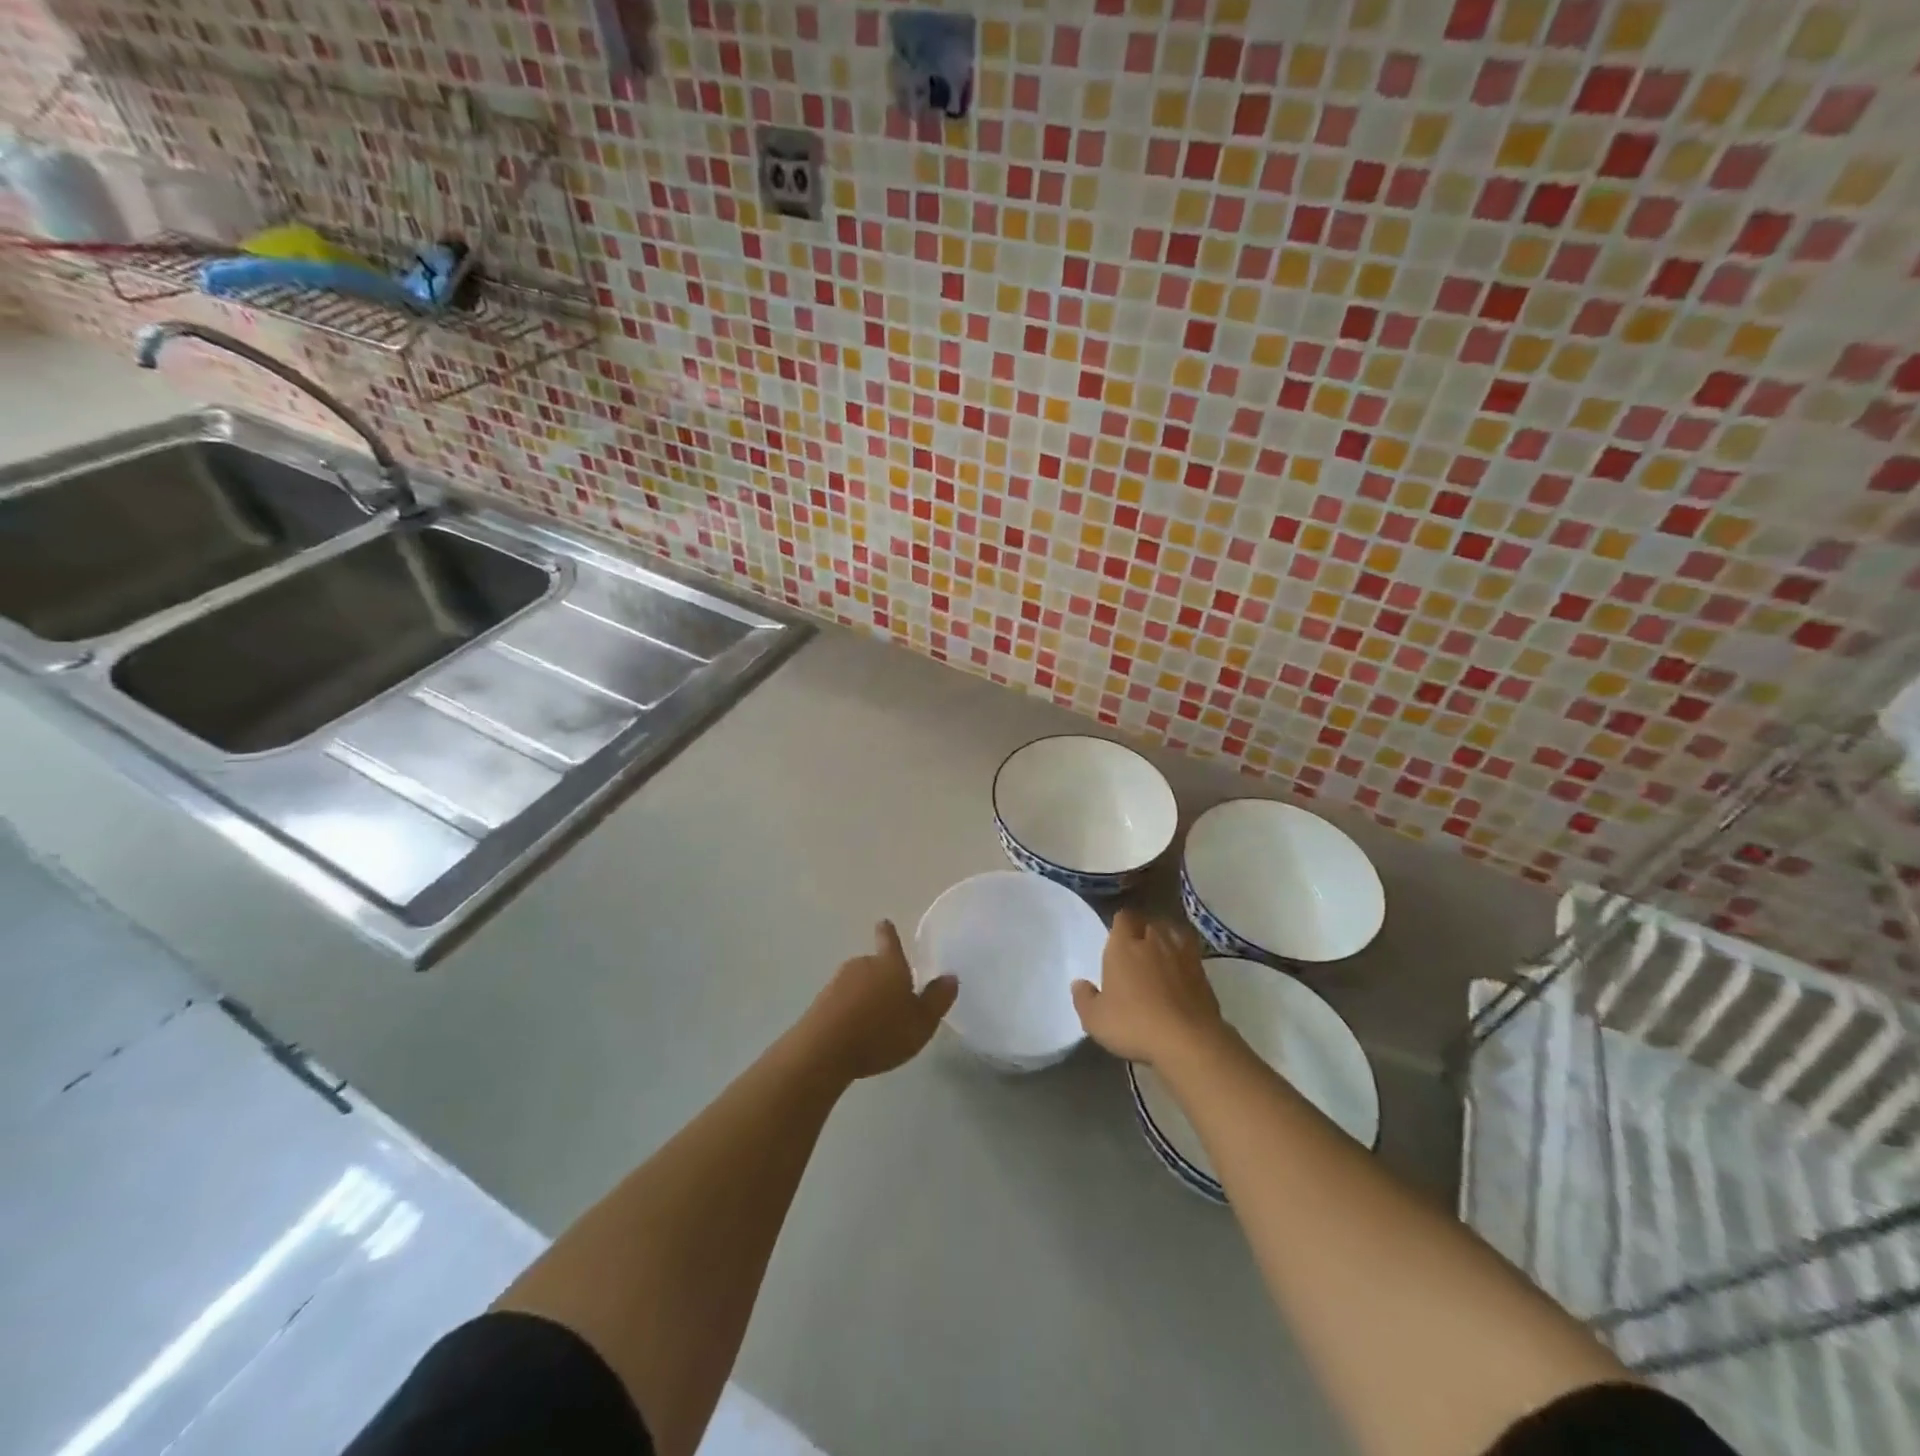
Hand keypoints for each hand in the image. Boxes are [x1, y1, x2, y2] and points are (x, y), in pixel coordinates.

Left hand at [798, 921, 957, 1081]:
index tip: (883, 922)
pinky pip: (842, 1002)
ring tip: (875, 1026)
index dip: (889, 933)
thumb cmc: (881, 1033)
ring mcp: (837, 982)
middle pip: (875, 966)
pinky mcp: (820, 1002)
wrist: (824, 1049)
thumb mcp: (921, 1022)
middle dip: (882, 979)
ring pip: (858, 984)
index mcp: (889, 965)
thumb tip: (950, 976)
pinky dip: (849, 1012)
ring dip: (865, 997)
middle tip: (893, 1002)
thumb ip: (937, 999)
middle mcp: (862, 965)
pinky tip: (854, 1035)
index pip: (890, 941)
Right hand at [1071, 910, 1225, 1065]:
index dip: (1120, 924)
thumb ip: (1084, 998)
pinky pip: (1191, 955)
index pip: (1123, 917)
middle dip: (1143, 930)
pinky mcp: (1203, 973)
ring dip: (1166, 940)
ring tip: (1162, 952)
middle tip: (1137, 947)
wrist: (1187, 1040)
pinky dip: (1185, 959)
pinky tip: (1181, 971)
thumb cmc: (1133, 1024)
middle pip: (1149, 922)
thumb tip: (1079, 983)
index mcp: (1123, 946)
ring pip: (1173, 934)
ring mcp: (1182, 955)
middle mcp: (1153, 942)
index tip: (1117, 937)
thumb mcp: (1095, 1019)